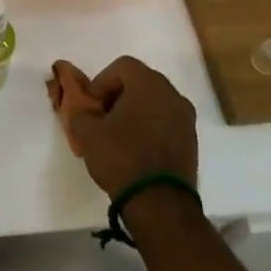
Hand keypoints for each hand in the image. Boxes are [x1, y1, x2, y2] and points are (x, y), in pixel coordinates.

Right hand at [47, 55, 196, 197]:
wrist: (160, 204)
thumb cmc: (121, 158)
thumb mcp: (86, 132)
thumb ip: (79, 110)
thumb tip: (80, 105)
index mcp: (148, 83)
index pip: (121, 66)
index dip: (102, 82)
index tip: (93, 107)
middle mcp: (172, 93)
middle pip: (140, 81)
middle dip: (118, 95)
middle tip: (103, 118)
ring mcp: (186, 117)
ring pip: (155, 101)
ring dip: (136, 111)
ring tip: (120, 136)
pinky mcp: (192, 140)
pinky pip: (167, 121)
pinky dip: (151, 126)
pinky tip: (138, 149)